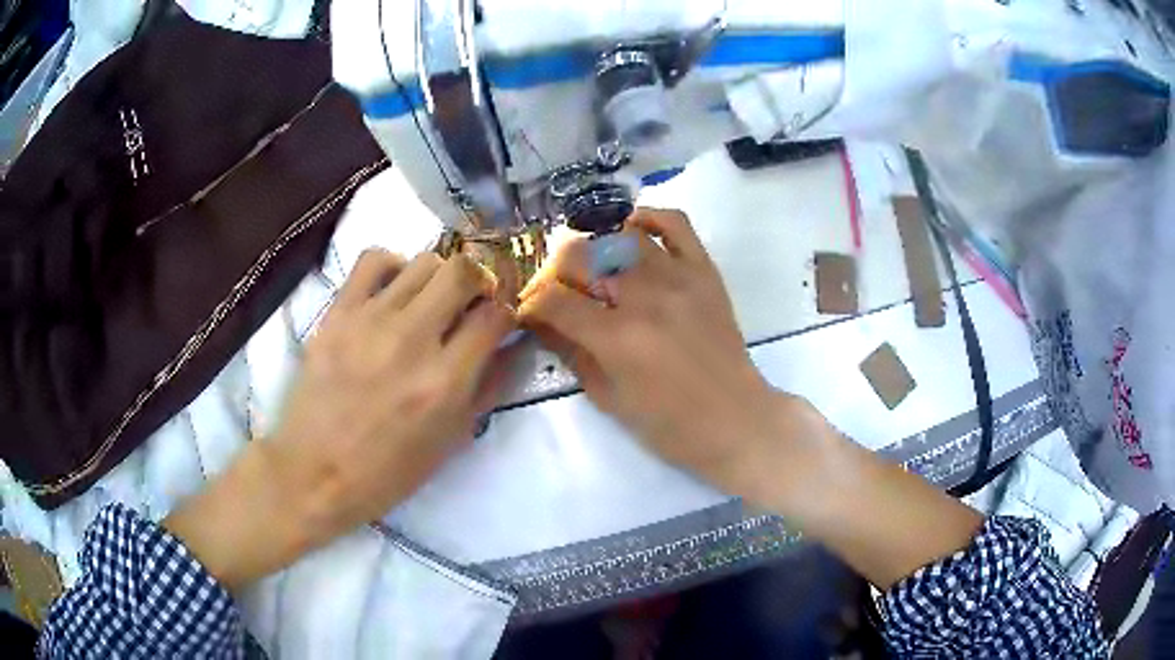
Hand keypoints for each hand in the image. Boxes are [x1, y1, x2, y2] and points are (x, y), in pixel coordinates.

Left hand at [166, 249, 514, 589]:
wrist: (314, 473)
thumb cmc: (387, 472)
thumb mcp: (449, 442)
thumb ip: (487, 389)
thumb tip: (513, 347)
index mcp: (445, 381)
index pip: (495, 314)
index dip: (506, 310)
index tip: (499, 318)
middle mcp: (412, 340)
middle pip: (464, 271)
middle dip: (478, 282)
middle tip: (469, 303)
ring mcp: (371, 320)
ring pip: (424, 261)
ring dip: (439, 277)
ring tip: (429, 301)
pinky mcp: (337, 312)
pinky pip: (373, 259)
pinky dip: (393, 266)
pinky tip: (393, 289)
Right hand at [519, 209, 800, 495]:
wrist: (735, 419)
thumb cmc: (669, 424)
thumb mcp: (608, 398)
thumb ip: (570, 354)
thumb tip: (541, 322)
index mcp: (617, 338)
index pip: (553, 300)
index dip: (531, 304)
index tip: (530, 312)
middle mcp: (644, 297)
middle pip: (580, 257)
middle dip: (556, 274)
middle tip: (561, 293)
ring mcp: (678, 277)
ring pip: (620, 236)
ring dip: (596, 249)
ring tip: (595, 269)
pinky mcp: (704, 271)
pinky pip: (674, 223)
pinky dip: (647, 219)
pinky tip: (631, 232)